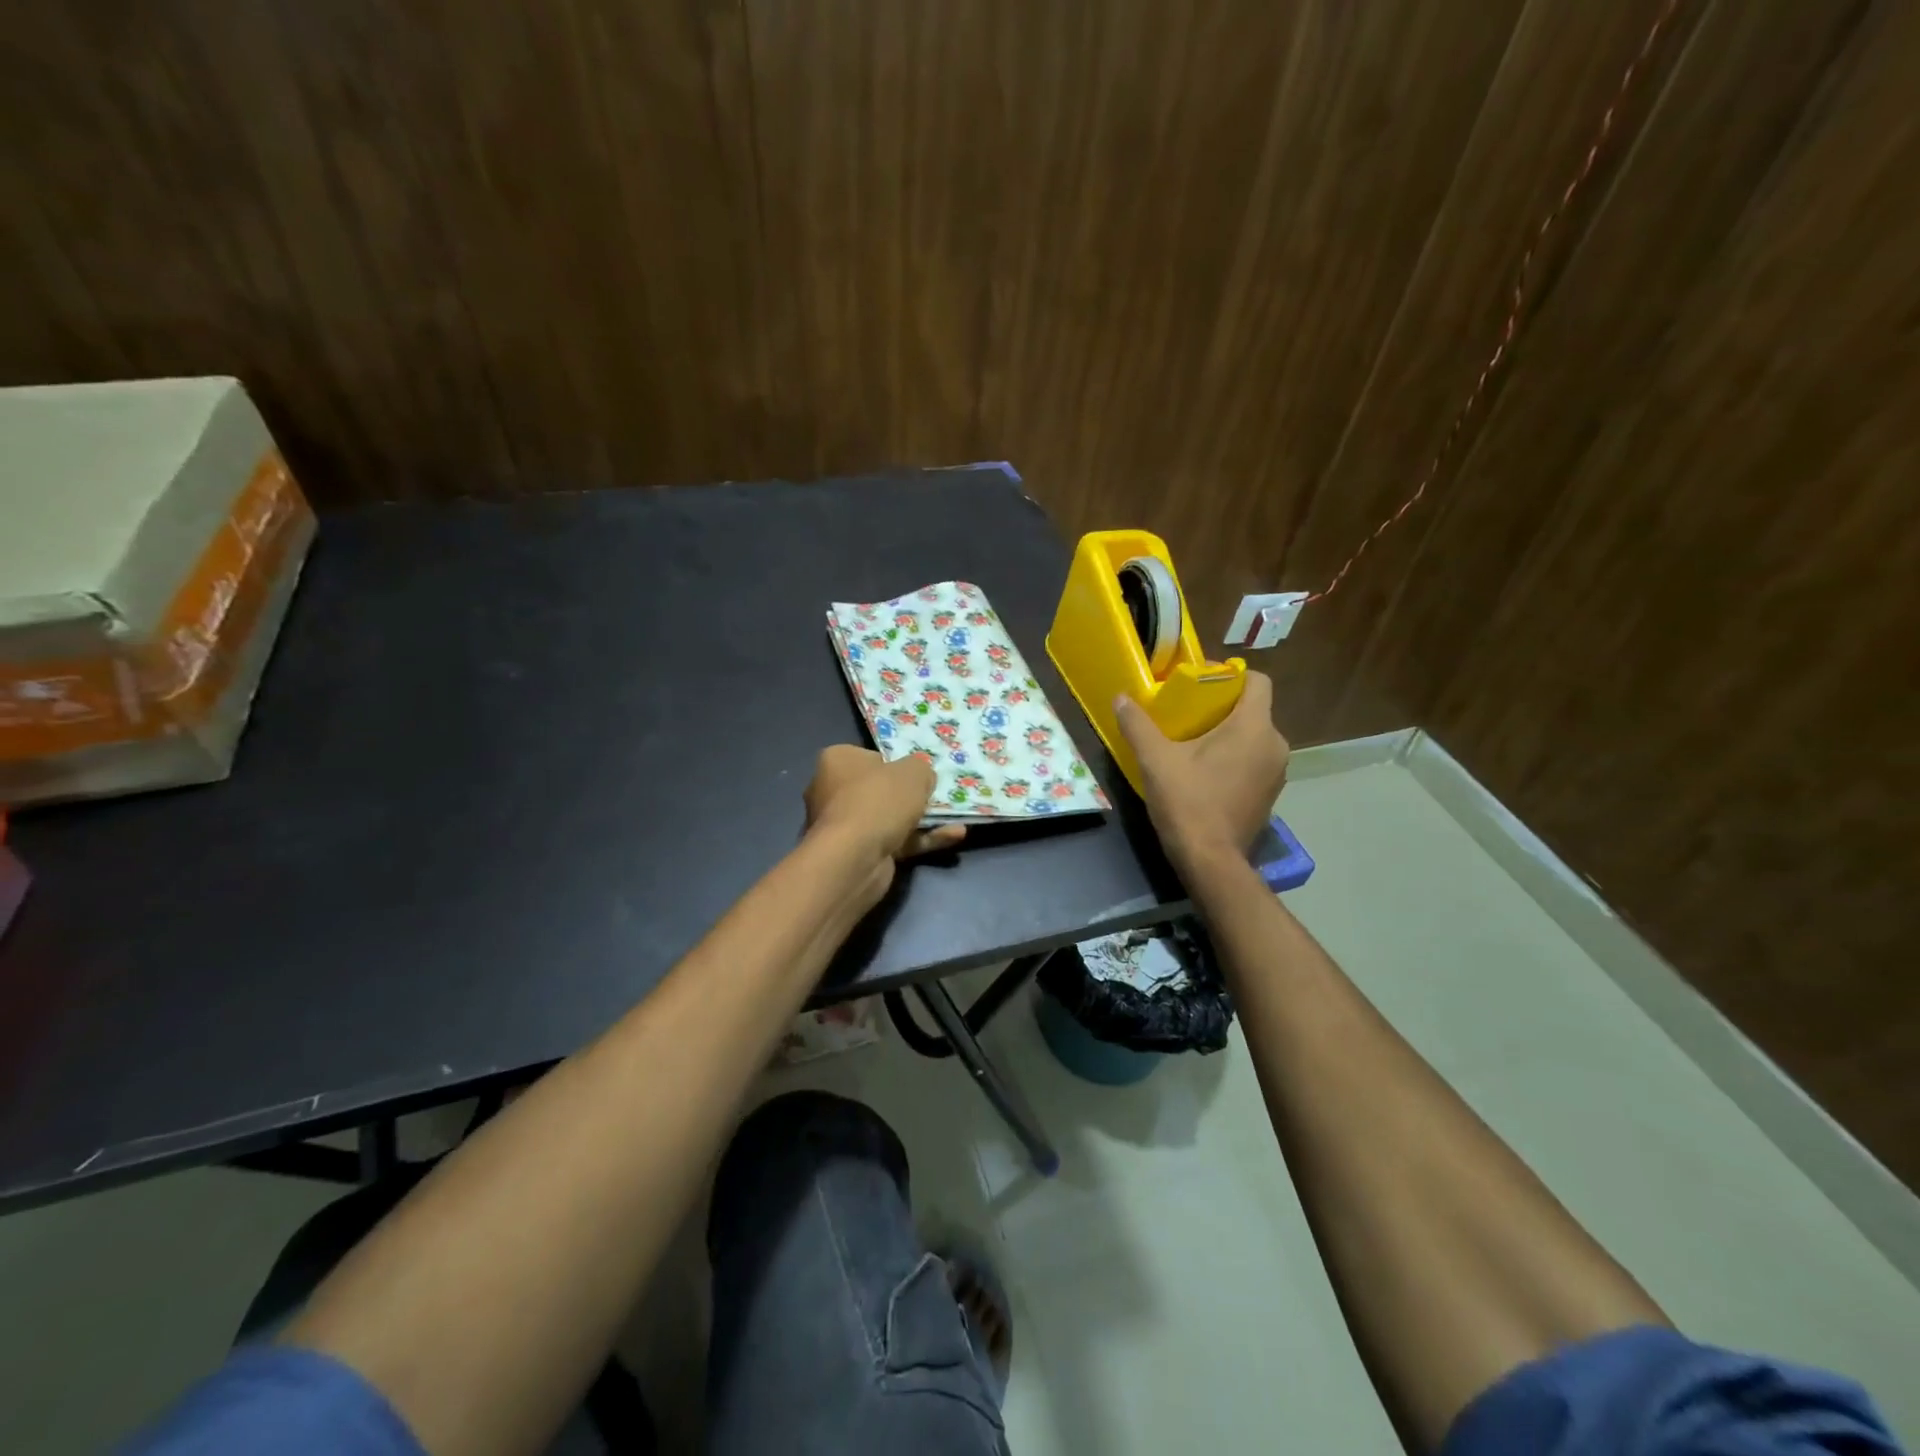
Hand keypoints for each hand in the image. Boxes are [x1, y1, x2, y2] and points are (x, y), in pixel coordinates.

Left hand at [803, 746, 964, 901]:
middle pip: (880, 789)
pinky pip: (895, 841)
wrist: (855, 858)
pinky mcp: (858, 853)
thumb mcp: (913, 772)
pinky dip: (921, 839)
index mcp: (837, 761)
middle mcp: (832, 791)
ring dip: (923, 819)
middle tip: (938, 795)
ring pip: (890, 818)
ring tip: (956, 818)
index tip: (917, 772)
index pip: (870, 757)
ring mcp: (844, 826)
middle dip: (909, 795)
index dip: (896, 764)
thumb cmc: (879, 801)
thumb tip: (921, 778)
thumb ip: (921, 769)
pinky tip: (953, 837)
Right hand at [1113, 671, 1288, 871]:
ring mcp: (1277, 772)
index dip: (1230, 675)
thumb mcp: (1155, 761)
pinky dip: (1235, 758)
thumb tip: (1121, 698)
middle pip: (1253, 709)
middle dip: (1222, 707)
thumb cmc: (1187, 803)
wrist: (1211, 860)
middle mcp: (1275, 744)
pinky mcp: (1271, 794)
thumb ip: (1138, 725)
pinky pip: (1255, 760)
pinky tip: (1206, 772)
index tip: (1199, 683)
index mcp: (1253, 727)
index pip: (1257, 681)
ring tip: (1193, 743)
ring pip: (1254, 737)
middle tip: (1186, 714)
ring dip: (1228, 734)